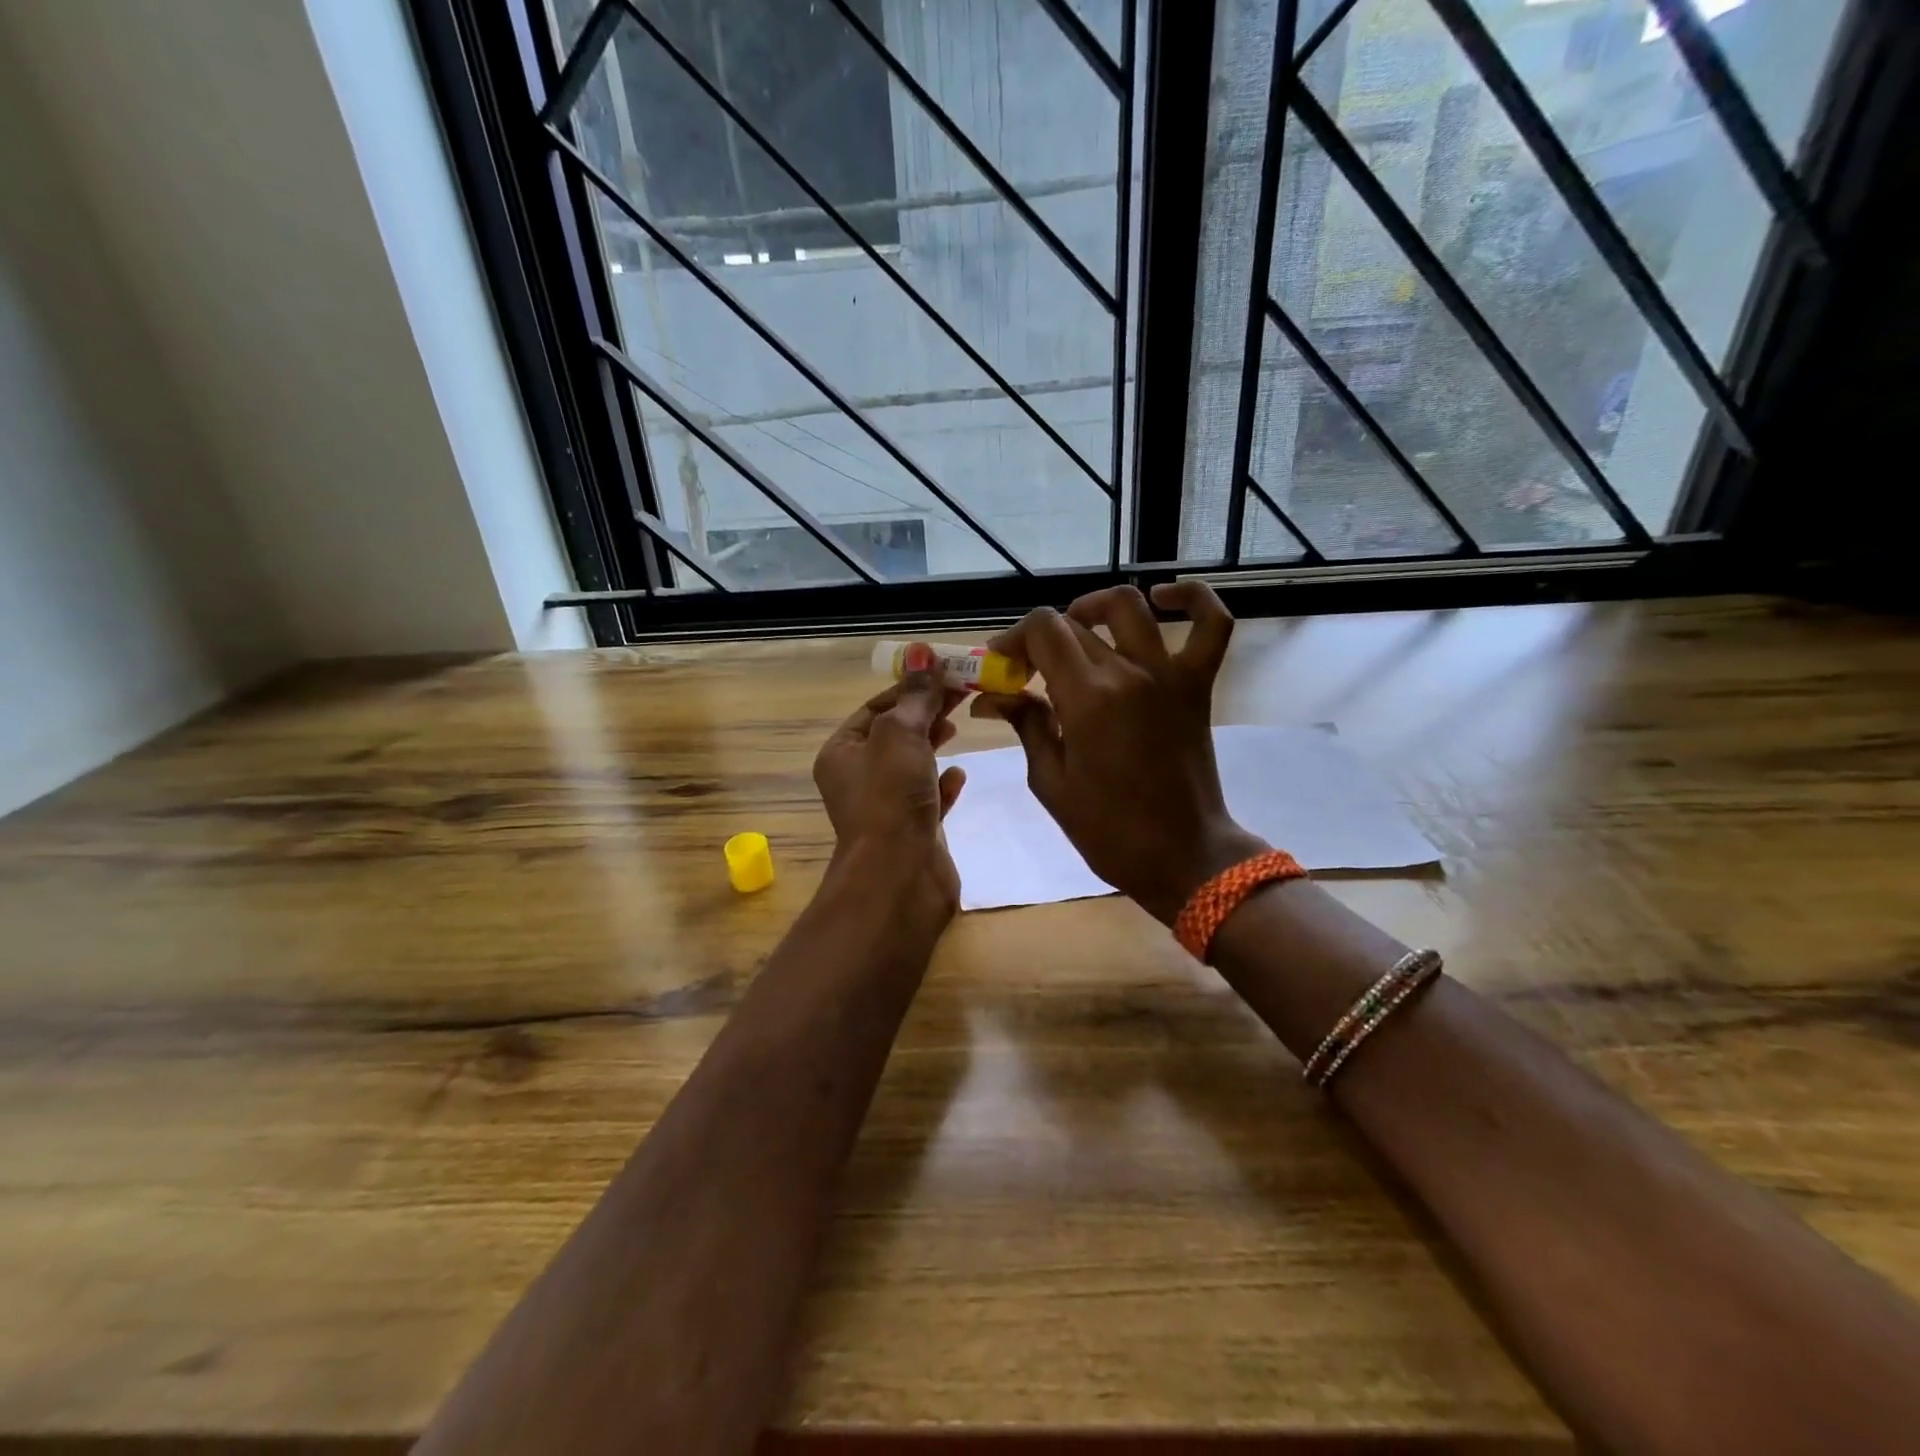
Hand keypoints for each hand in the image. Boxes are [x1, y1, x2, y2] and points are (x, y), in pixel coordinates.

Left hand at [813, 657, 967, 918]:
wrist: (899, 876)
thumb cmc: (890, 797)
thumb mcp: (901, 734)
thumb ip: (915, 696)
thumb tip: (921, 652)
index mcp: (842, 752)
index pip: (877, 707)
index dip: (910, 687)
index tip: (947, 672)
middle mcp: (858, 778)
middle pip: (896, 733)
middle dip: (927, 712)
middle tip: (963, 692)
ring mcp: (885, 807)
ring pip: (912, 765)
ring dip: (934, 744)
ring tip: (959, 725)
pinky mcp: (912, 831)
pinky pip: (928, 798)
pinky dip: (943, 783)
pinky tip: (959, 775)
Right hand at [971, 582, 1266, 922]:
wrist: (1183, 855)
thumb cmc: (1108, 830)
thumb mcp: (1051, 782)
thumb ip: (1026, 725)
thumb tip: (992, 696)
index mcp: (1087, 699)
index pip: (1043, 630)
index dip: (1014, 638)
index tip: (1002, 665)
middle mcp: (1128, 673)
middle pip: (1074, 623)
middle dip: (1040, 639)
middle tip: (1028, 669)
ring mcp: (1169, 674)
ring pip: (1130, 607)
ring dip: (1093, 608)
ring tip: (1077, 630)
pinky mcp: (1197, 685)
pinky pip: (1211, 625)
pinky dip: (1191, 600)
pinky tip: (1163, 599)